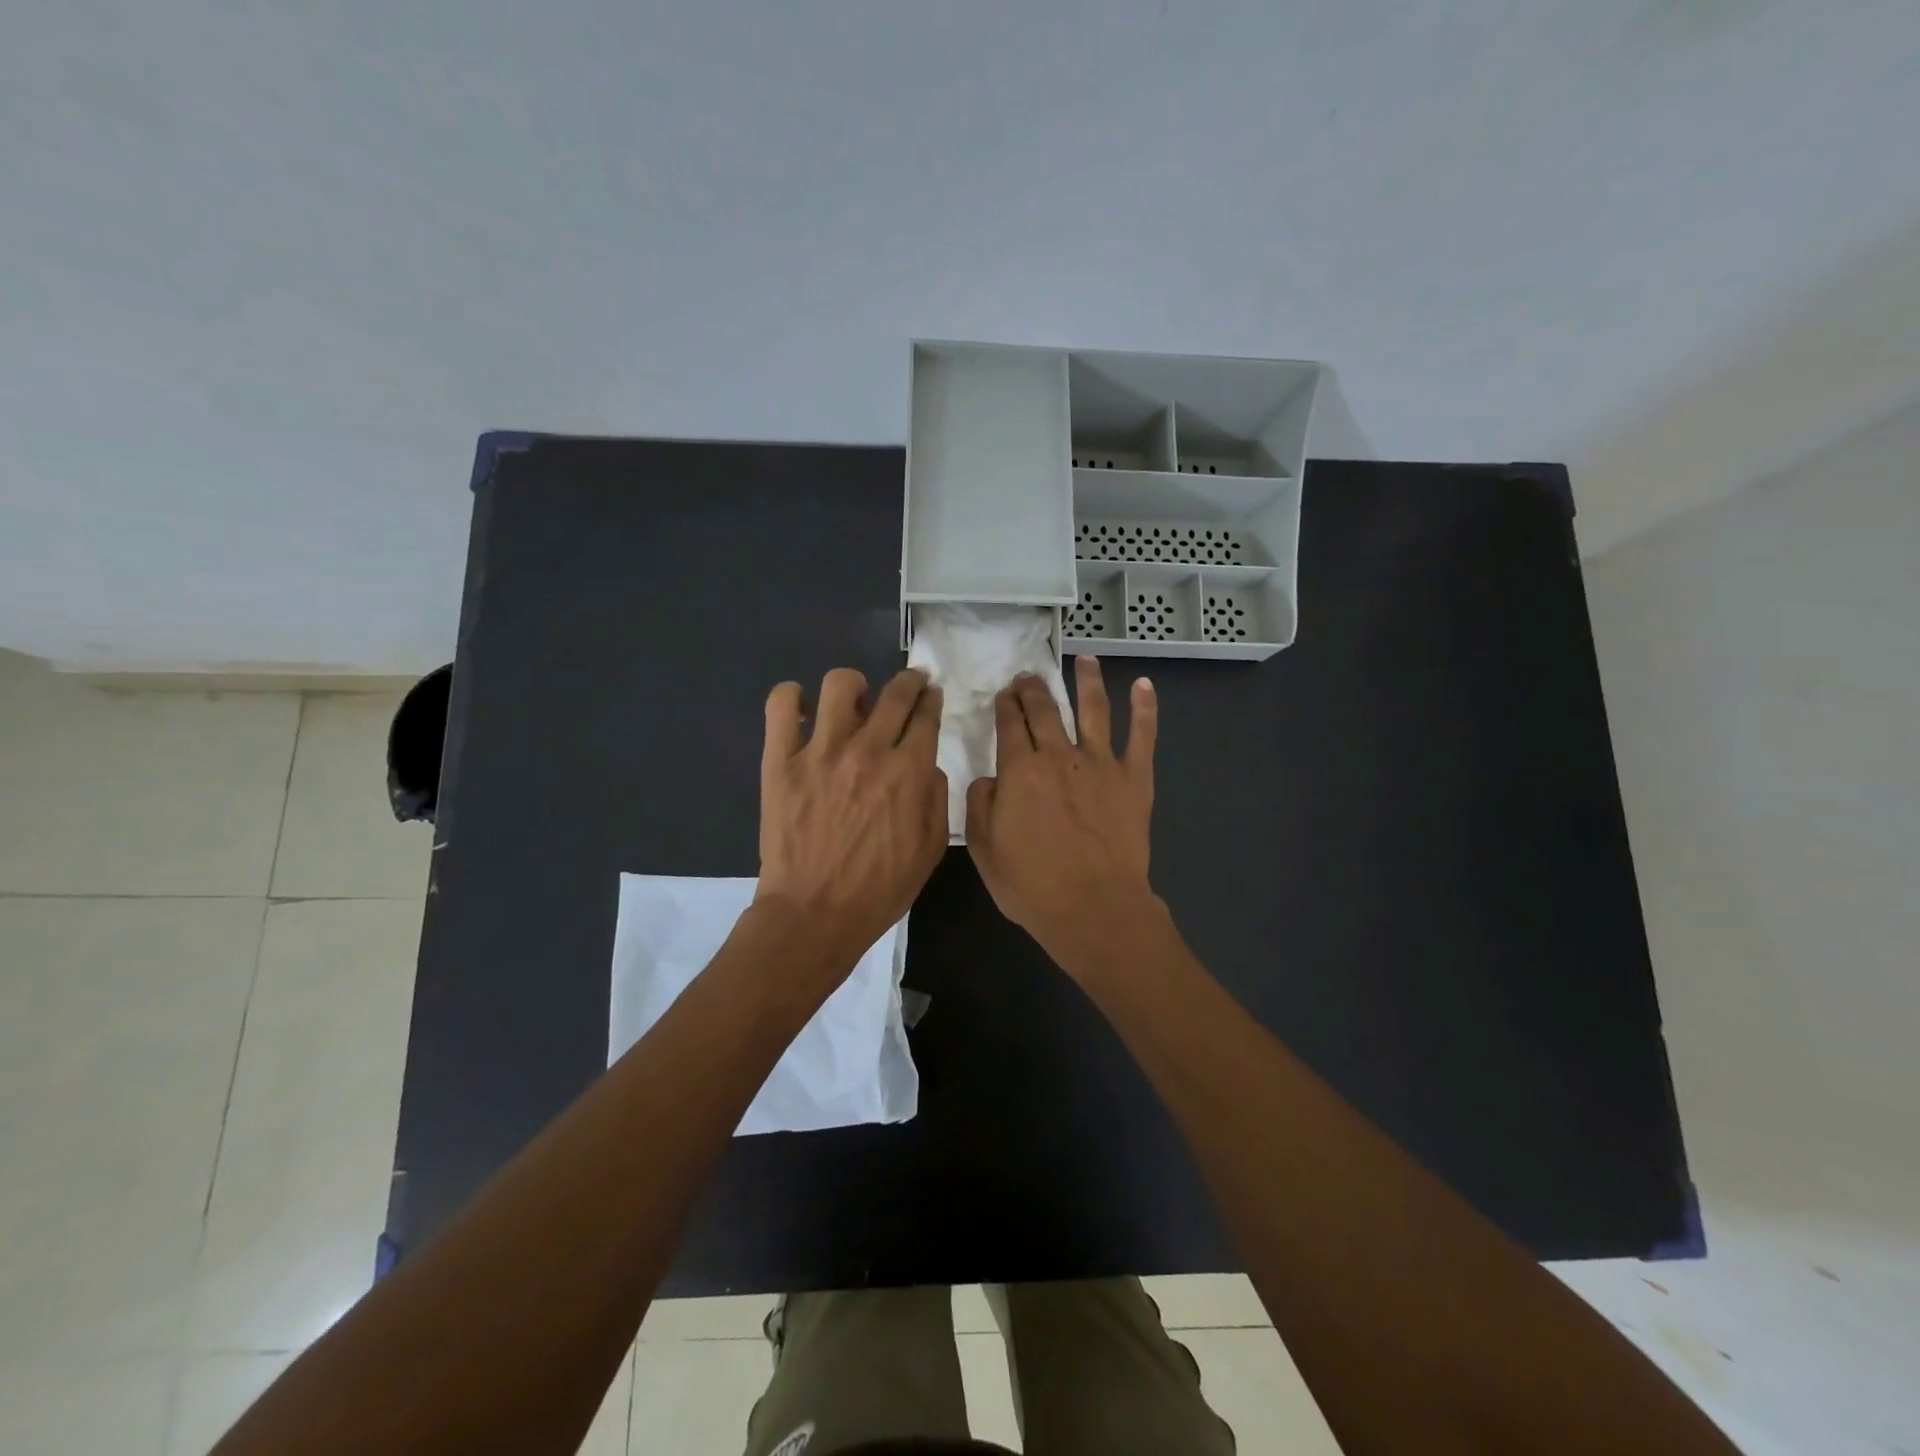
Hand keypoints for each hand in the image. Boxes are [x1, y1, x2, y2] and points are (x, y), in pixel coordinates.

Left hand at [756, 667, 947, 976]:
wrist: (813, 915)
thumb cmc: (878, 890)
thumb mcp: (930, 851)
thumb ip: (936, 799)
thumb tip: (927, 765)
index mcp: (908, 773)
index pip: (926, 716)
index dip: (931, 700)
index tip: (931, 696)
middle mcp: (868, 751)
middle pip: (894, 693)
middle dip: (909, 682)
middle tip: (908, 685)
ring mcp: (820, 752)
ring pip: (840, 684)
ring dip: (855, 686)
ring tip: (854, 703)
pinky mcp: (780, 761)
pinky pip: (782, 705)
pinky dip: (792, 697)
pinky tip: (803, 711)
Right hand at [965, 656, 1160, 969]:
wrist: (1094, 907)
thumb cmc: (1032, 885)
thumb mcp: (984, 849)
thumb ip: (980, 804)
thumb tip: (989, 777)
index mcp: (1020, 770)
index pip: (1010, 723)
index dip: (1005, 704)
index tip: (1004, 694)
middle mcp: (1060, 754)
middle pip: (1046, 708)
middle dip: (1034, 688)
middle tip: (1030, 675)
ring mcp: (1101, 762)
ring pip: (1095, 708)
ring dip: (1088, 680)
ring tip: (1085, 659)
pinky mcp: (1135, 777)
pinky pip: (1142, 735)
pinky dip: (1145, 708)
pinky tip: (1144, 685)